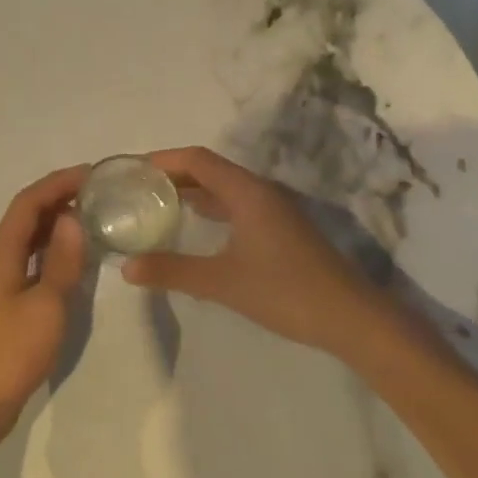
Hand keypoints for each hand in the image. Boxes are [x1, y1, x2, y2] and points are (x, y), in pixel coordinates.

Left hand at [0, 165, 88, 451]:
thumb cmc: (10, 352)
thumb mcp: (46, 305)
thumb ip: (61, 261)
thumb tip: (73, 218)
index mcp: (2, 253)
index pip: (28, 203)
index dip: (58, 183)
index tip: (92, 173)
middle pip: (28, 216)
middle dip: (60, 198)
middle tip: (100, 193)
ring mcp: (2, 282)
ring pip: (30, 239)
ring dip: (57, 223)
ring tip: (94, 218)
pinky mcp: (8, 303)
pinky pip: (33, 262)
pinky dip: (54, 251)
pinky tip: (76, 259)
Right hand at [121, 146, 392, 358]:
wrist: (350, 318)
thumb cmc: (284, 291)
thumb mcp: (221, 282)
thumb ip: (172, 271)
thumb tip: (126, 268)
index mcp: (247, 192)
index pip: (197, 159)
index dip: (163, 160)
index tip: (131, 170)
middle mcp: (260, 192)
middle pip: (210, 169)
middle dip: (173, 174)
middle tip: (136, 188)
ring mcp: (274, 210)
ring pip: (224, 188)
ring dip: (192, 191)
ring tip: (156, 203)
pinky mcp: (280, 229)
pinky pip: (236, 205)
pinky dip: (210, 208)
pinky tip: (194, 226)